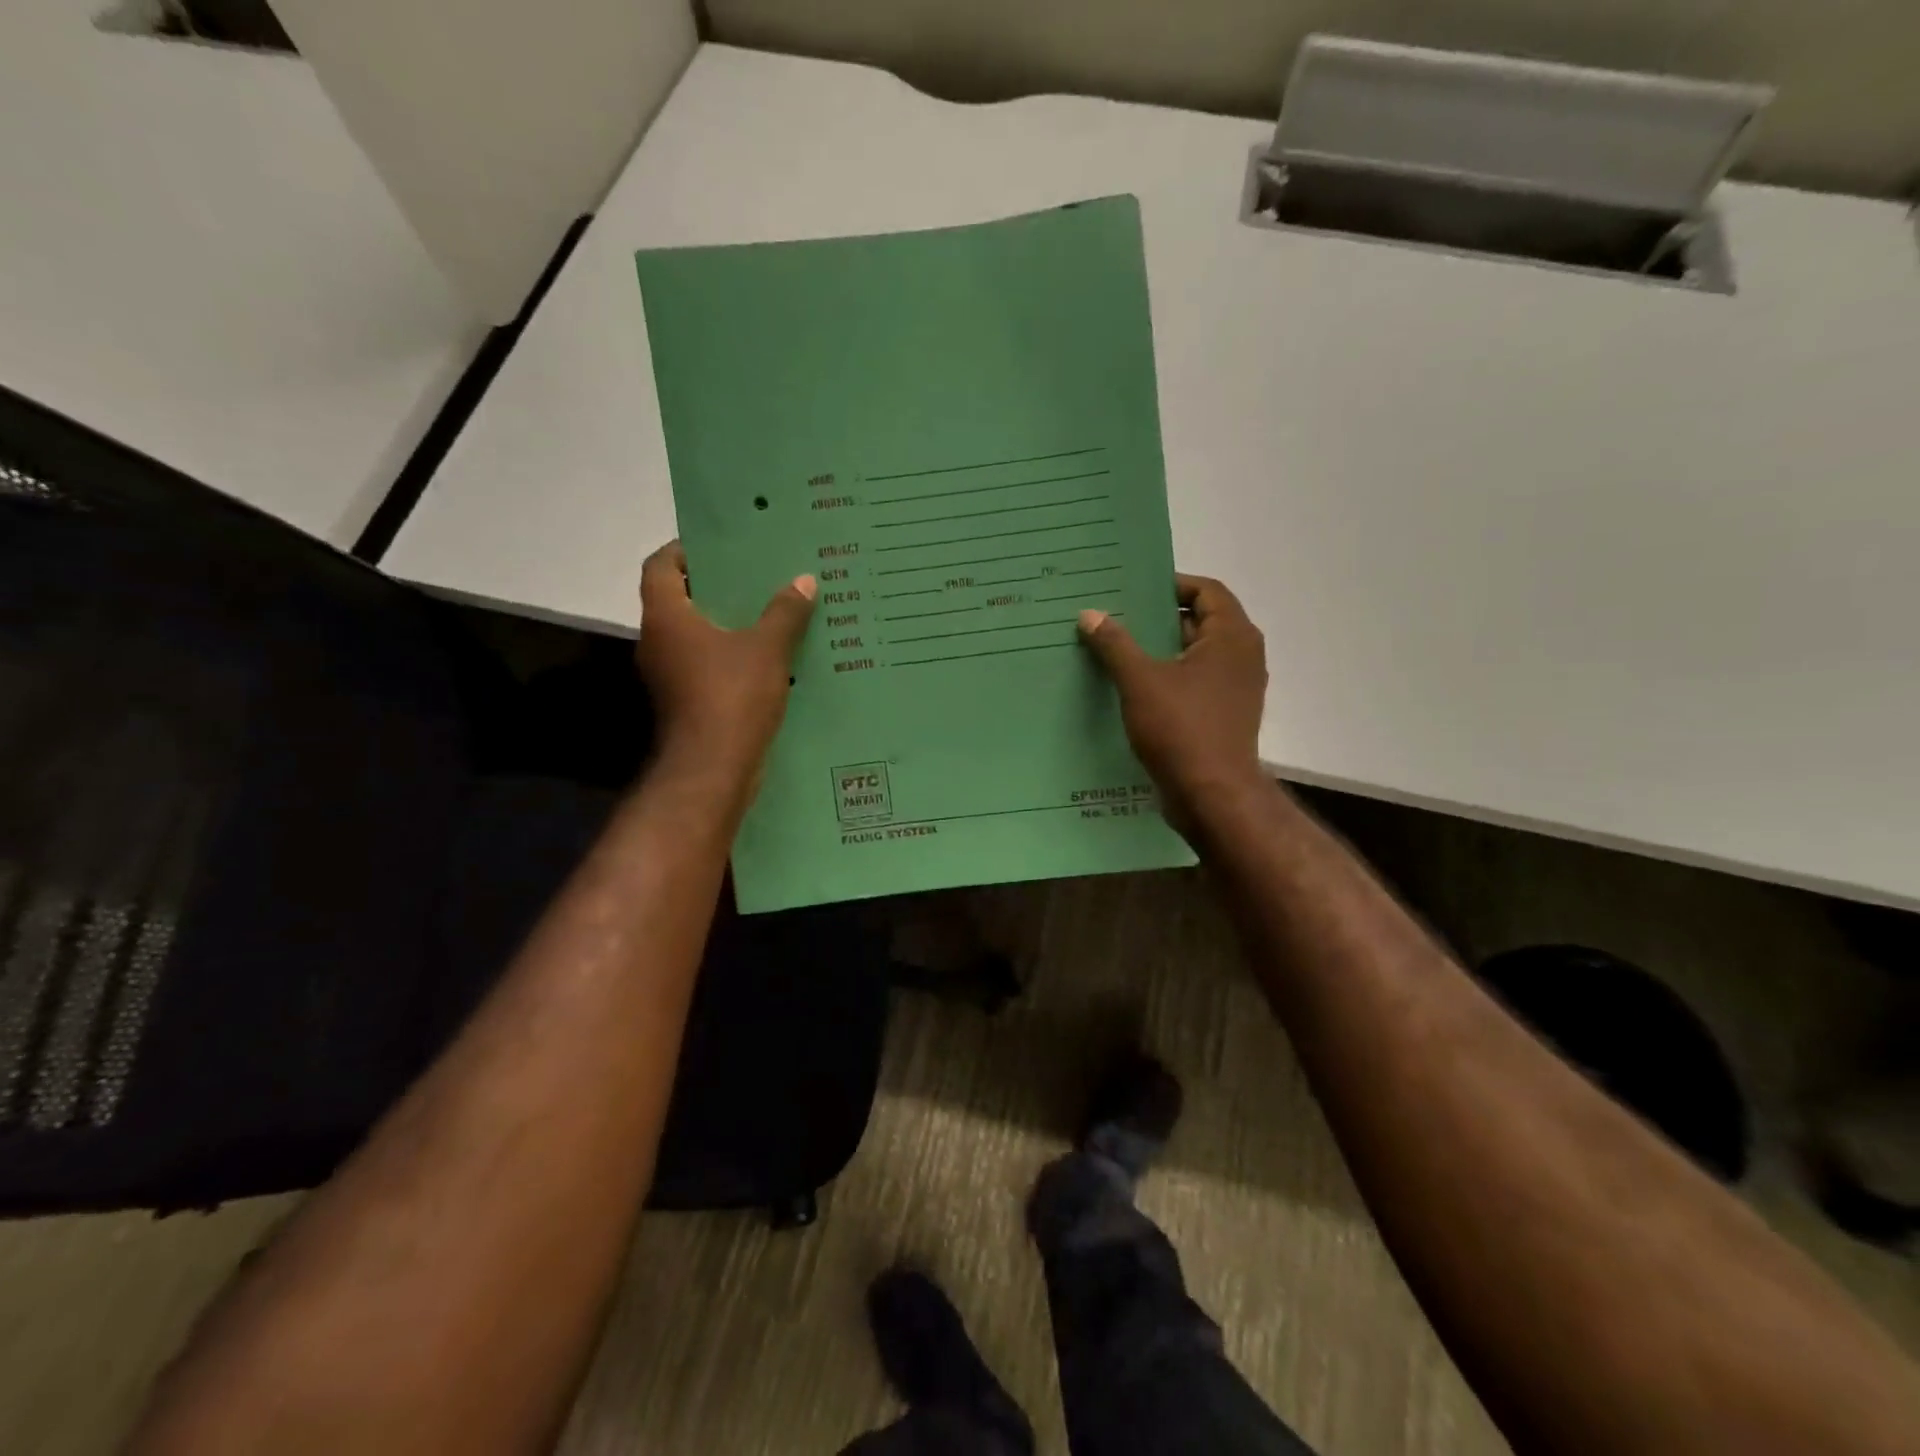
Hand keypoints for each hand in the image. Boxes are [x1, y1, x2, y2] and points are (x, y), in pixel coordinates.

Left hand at [634, 541, 815, 791]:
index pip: (660, 565)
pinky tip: (768, 656)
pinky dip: (730, 656)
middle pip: (679, 599)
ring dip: (726, 624)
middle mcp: (657, 641)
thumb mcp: (767, 648)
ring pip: (695, 636)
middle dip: (715, 586)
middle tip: (755, 576)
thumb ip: (785, 612)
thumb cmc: (732, 696)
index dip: (684, 550)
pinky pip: (706, 665)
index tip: (720, 546)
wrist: (713, 769)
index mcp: (667, 617)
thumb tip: (804, 580)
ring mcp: (668, 675)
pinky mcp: (685, 701)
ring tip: (769, 613)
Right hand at [1078, 574, 1268, 826]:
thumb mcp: (1140, 681)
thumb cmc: (1182, 729)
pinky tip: (1133, 686)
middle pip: (1201, 621)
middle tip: (1118, 615)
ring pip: (1195, 655)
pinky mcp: (1224, 715)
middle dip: (1159, 617)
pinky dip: (1169, 677)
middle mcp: (1242, 656)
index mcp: (1232, 637)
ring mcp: (1236, 688)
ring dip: (1161, 649)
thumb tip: (1090, 613)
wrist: (1212, 795)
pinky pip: (1195, 682)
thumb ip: (1115, 644)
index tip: (1135, 588)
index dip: (1172, 584)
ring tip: (1118, 648)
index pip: (1207, 590)